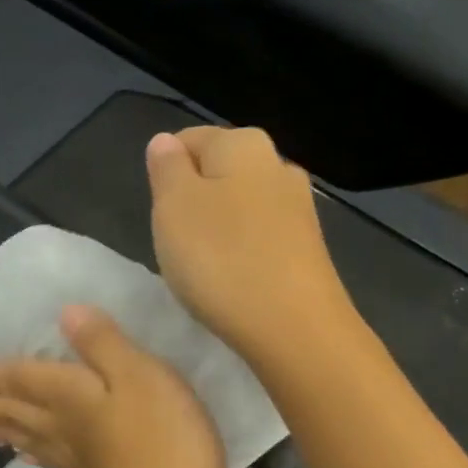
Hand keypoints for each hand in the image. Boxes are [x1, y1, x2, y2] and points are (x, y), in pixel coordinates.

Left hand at [0, 305, 228, 467]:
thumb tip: (65, 312)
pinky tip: (28, 459)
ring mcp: (76, 459)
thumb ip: (103, 343)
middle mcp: (62, 427)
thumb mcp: (140, 375)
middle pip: (16, 413)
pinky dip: (34, 455)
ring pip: (27, 438)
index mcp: (68, 396)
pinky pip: (50, 462)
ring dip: (1, 430)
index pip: (22, 380)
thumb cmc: (162, 439)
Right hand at [145, 127, 351, 362]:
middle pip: (218, 174)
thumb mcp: (173, 208)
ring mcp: (299, 208)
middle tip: (176, 244)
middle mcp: (278, 165)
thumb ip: (166, 169)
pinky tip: (233, 283)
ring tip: (204, 268)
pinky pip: (260, 240)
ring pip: (240, 208)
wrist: (293, 327)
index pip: (189, 140)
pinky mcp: (308, 249)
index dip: (165, 175)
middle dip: (193, 203)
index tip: (159, 215)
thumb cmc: (221, 260)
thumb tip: (166, 142)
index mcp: (243, 143)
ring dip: (217, 231)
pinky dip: (241, 255)